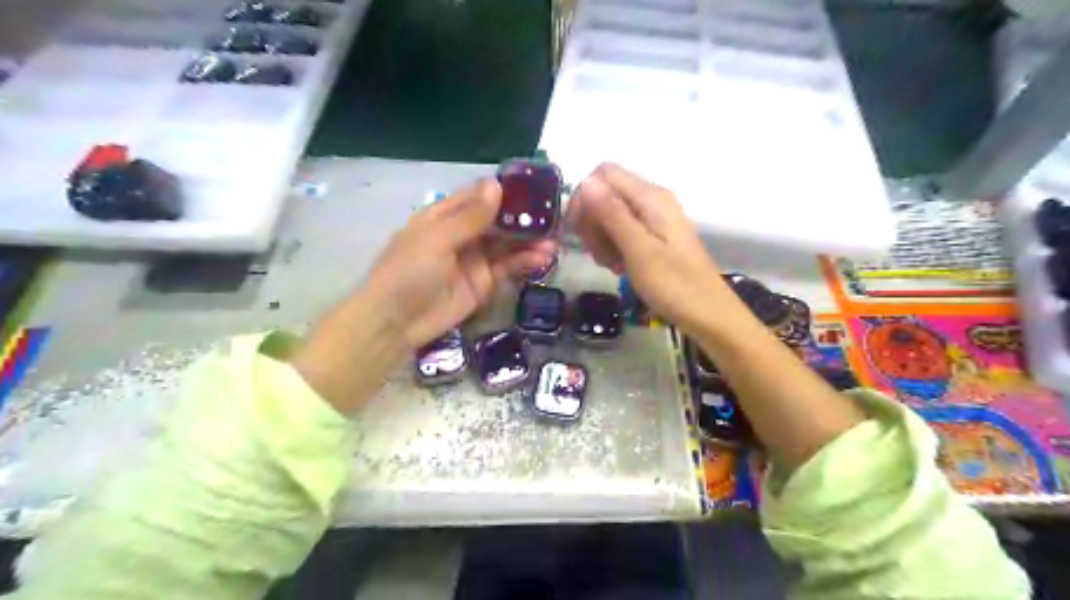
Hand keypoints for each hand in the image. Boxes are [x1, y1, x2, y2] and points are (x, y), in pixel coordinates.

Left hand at [292, 178, 561, 412]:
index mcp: (444, 217)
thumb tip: (497, 185)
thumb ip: (470, 217)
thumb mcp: (437, 240)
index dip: (504, 191)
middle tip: (554, 215)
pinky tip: (544, 258)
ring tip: (555, 239)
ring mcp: (475, 260)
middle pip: (498, 221)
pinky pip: (508, 268)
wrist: (397, 322)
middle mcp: (462, 235)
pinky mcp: (484, 283)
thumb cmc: (409, 272)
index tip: (534, 186)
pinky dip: (526, 262)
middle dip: (523, 218)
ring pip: (507, 245)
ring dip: (530, 241)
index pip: (478, 197)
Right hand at [569, 165, 727, 332]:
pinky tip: (618, 267)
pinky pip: (622, 231)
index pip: (604, 174)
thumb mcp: (639, 250)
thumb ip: (612, 214)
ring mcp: (654, 219)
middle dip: (592, 221)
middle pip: (605, 193)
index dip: (585, 198)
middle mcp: (652, 200)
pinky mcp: (653, 237)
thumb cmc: (675, 285)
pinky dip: (613, 247)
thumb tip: (585, 182)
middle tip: (597, 253)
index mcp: (651, 197)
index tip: (578, 231)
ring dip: (601, 238)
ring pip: (610, 215)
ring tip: (610, 264)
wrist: (708, 314)